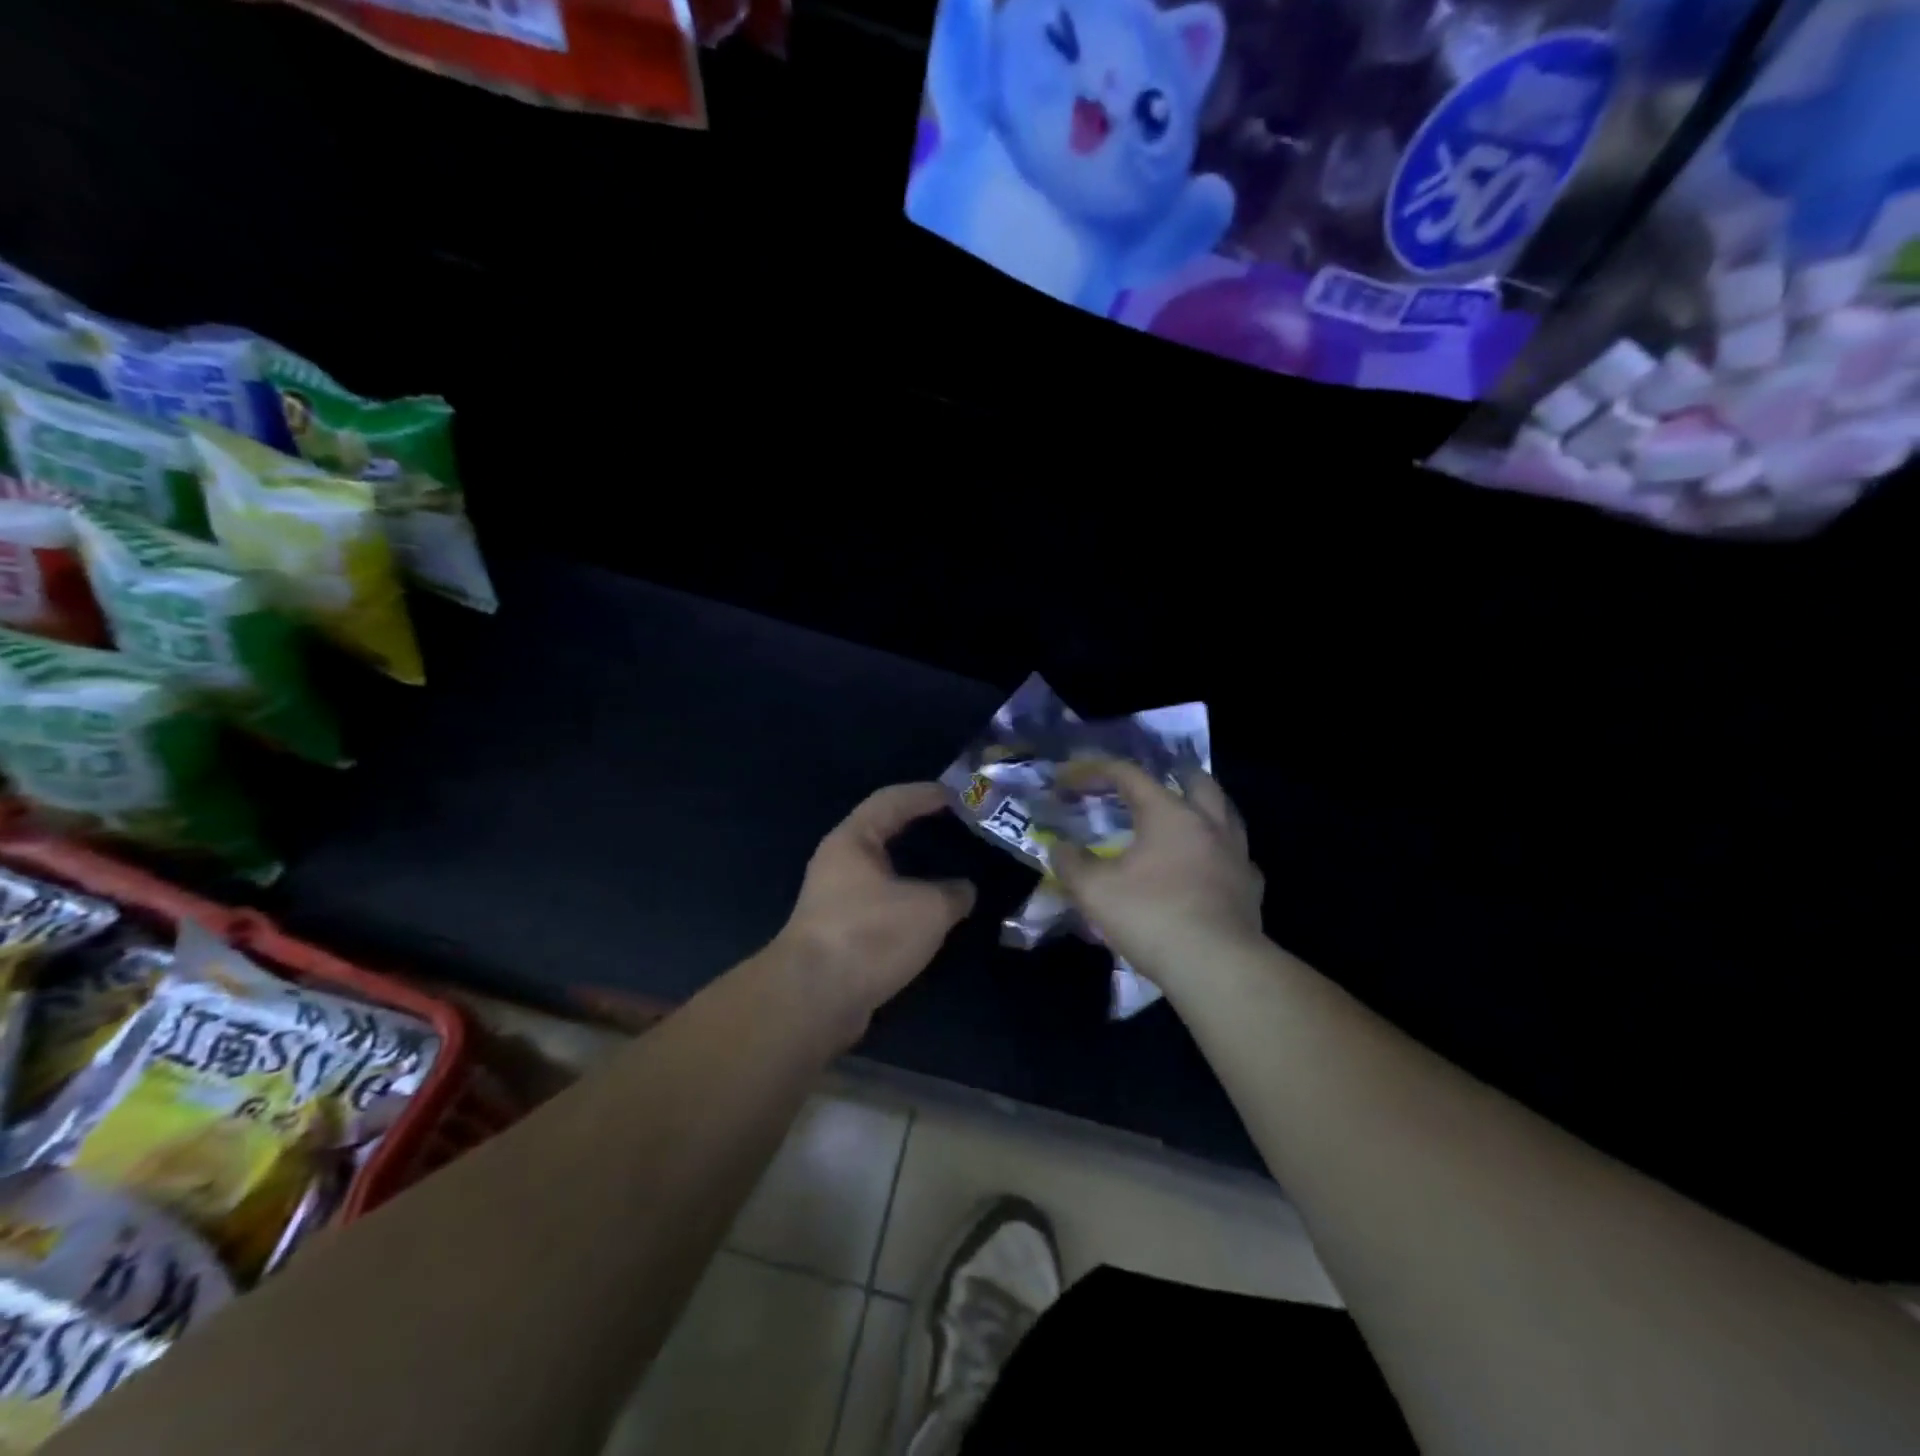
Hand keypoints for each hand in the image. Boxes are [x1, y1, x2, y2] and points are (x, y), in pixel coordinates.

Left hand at [778, 782, 976, 1027]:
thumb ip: (954, 892)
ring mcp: (836, 899)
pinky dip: (908, 902)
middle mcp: (839, 863)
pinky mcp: (840, 933)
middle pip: (884, 833)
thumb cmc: (870, 935)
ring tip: (953, 871)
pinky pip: (882, 904)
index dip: (926, 794)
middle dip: (920, 829)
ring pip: (883, 872)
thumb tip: (964, 890)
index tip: (959, 795)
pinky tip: (932, 915)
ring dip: (916, 870)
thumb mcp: (928, 909)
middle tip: (960, 830)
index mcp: (853, 840)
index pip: (892, 800)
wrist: (814, 999)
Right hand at [1048, 761, 1264, 992]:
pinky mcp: (1250, 887)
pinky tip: (1207, 866)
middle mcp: (1208, 823)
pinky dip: (1218, 851)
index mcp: (1168, 813)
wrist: (1217, 967)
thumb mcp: (1094, 891)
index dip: (1097, 770)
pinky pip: (1236, 855)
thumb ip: (1071, 864)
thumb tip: (1059, 848)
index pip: (1130, 775)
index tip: (1071, 778)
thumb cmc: (1151, 917)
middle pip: (1194, 780)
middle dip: (1169, 774)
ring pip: (1225, 813)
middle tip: (1148, 784)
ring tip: (1183, 818)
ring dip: (1202, 808)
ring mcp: (1236, 854)